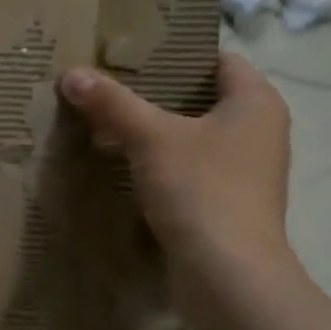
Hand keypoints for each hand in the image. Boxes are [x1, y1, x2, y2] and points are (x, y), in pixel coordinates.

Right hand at [58, 53, 291, 270]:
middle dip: (155, 96)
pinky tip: (124, 169)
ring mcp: (246, 172)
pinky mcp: (228, 204)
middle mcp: (259, 132)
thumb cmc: (201, 190)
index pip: (217, 60)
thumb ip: (112, 103)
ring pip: (193, 138)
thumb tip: (70, 73)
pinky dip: (161, 166)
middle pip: (201, 100)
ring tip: (106, 127)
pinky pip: (190, 171)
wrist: (226, 274)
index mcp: (257, 102)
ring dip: (154, 134)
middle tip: (108, 90)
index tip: (132, 57)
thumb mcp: (150, 138)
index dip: (176, 55)